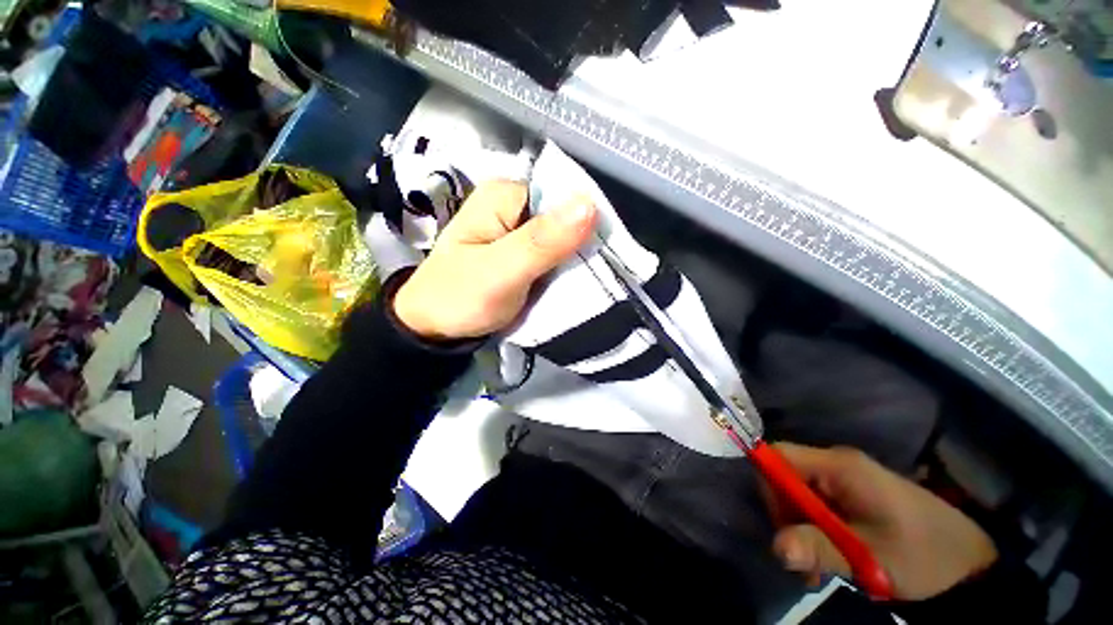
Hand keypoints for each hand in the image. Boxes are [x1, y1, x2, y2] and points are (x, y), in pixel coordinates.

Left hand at [393, 181, 596, 339]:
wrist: (435, 327)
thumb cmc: (460, 297)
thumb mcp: (501, 272)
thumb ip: (542, 242)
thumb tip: (589, 204)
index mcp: (505, 196)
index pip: (562, 197)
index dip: (587, 223)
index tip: (603, 255)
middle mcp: (514, 206)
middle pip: (565, 218)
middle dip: (583, 245)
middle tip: (597, 275)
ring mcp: (518, 230)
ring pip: (563, 238)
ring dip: (577, 259)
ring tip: (589, 281)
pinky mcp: (522, 252)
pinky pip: (555, 255)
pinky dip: (565, 269)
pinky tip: (573, 282)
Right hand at [766, 443, 997, 600]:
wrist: (969, 561)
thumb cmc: (923, 553)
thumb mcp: (871, 558)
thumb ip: (821, 548)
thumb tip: (776, 547)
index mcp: (839, 466)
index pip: (779, 456)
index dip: (769, 484)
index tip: (782, 525)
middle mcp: (836, 464)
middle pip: (785, 477)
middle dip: (786, 516)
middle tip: (803, 558)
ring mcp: (844, 479)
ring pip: (799, 494)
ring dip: (801, 529)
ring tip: (819, 567)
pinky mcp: (852, 495)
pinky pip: (816, 504)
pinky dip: (815, 530)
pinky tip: (830, 557)